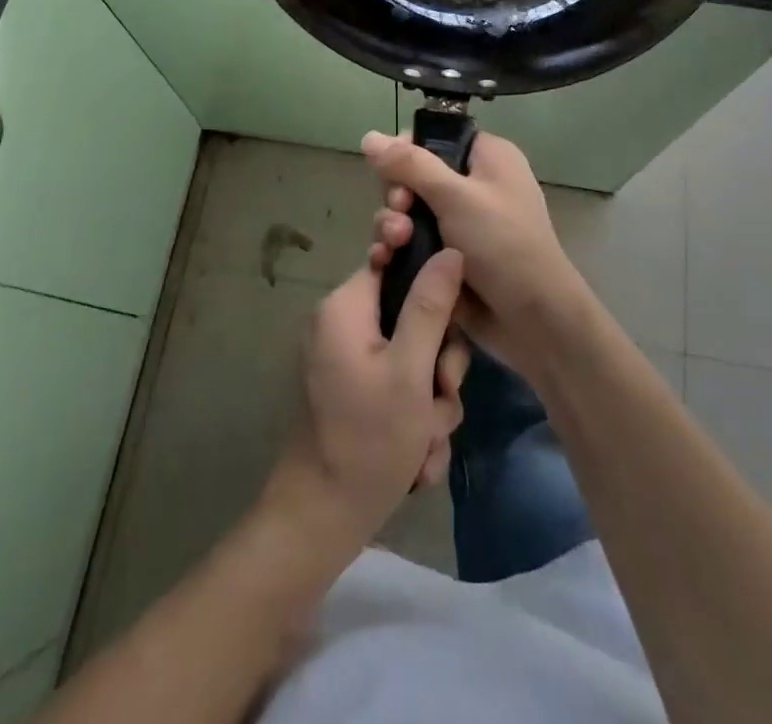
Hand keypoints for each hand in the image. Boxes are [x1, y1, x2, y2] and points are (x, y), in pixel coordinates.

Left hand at [267, 251, 471, 550]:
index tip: (449, 327)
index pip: (397, 263)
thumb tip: (450, 250)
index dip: (431, 288)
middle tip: (439, 398)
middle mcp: (344, 325)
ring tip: (425, 441)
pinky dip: (415, 420)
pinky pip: (401, 388)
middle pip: (413, 316)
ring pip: (415, 359)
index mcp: (347, 306)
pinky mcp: (358, 392)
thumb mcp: (410, 371)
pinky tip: (417, 458)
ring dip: (432, 402)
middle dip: (437, 366)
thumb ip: (431, 306)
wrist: (321, 521)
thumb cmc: (367, 439)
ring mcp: (350, 360)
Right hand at [362, 130, 587, 377]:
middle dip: (397, 195)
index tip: (391, 172)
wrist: (533, 320)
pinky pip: (412, 241)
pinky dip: (397, 248)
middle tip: (399, 211)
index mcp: (487, 158)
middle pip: (414, 175)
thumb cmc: (502, 244)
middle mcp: (474, 184)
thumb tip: (369, 136)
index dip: (407, 151)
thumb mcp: (455, 196)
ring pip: (408, 211)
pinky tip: (384, 259)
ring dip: (392, 224)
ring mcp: (460, 223)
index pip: (435, 137)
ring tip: (393, 244)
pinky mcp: (447, 256)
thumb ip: (410, 165)